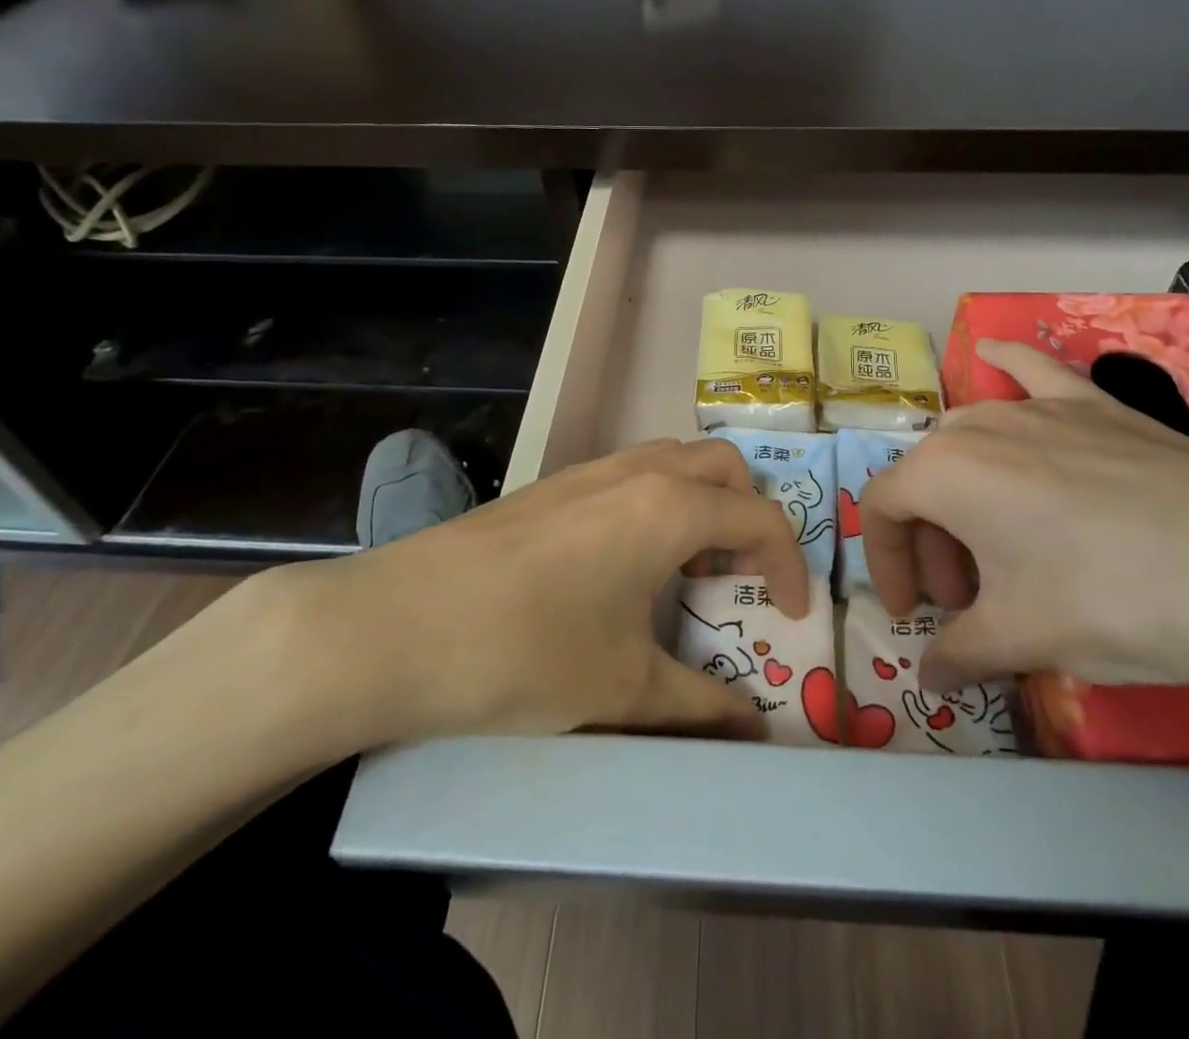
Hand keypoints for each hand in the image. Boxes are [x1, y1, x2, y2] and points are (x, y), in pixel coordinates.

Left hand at [236, 438, 810, 764]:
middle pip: (724, 466)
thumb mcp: (623, 689)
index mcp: (669, 508)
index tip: (793, 613)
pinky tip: (626, 562)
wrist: (396, 625)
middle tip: (740, 576)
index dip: (791, 564)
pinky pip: (632, 473)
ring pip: (675, 460)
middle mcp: (638, 471)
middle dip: (750, 514)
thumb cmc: (525, 653)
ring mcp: (590, 470)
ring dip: (702, 502)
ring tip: (687, 568)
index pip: (760, 518)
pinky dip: (658, 502)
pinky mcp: (553, 484)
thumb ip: (699, 706)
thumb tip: (752, 729)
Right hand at [859, 338, 1188, 697]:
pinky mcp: (1093, 404)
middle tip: (967, 600)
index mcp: (942, 472)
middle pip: (926, 478)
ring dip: (963, 490)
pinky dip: (1006, 365)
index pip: (882, 510)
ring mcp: (1038, 407)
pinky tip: (991, 351)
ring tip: (997, 542)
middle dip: (932, 540)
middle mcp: (977, 425)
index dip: (887, 563)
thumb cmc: (1111, 600)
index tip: (914, 613)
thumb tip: (930, 680)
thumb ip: (959, 656)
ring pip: (971, 438)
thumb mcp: (1022, 639)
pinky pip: (1034, 372)